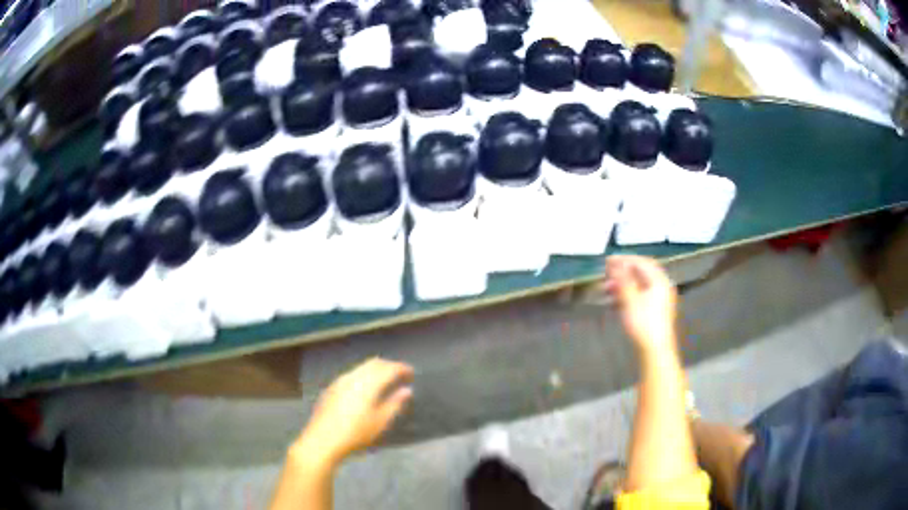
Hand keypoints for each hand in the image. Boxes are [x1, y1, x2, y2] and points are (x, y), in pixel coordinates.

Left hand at [297, 358, 413, 466]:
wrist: (322, 441)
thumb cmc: (355, 434)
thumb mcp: (380, 422)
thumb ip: (394, 404)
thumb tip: (407, 390)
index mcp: (367, 384)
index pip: (388, 368)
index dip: (402, 368)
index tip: (412, 373)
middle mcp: (353, 377)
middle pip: (373, 363)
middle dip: (388, 366)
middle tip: (400, 374)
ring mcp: (339, 381)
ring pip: (361, 368)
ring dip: (375, 370)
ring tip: (385, 380)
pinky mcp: (331, 388)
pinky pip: (352, 374)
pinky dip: (364, 375)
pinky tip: (365, 388)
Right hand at [603, 255, 677, 354]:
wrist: (655, 350)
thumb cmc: (643, 324)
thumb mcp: (630, 300)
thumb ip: (622, 280)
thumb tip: (614, 263)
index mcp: (659, 281)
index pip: (641, 262)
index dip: (624, 259)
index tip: (607, 260)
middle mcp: (662, 286)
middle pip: (641, 273)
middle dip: (622, 272)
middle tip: (606, 274)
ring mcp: (659, 298)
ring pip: (639, 285)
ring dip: (622, 284)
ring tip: (606, 289)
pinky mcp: (655, 310)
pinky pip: (640, 295)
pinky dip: (627, 294)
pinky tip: (614, 301)